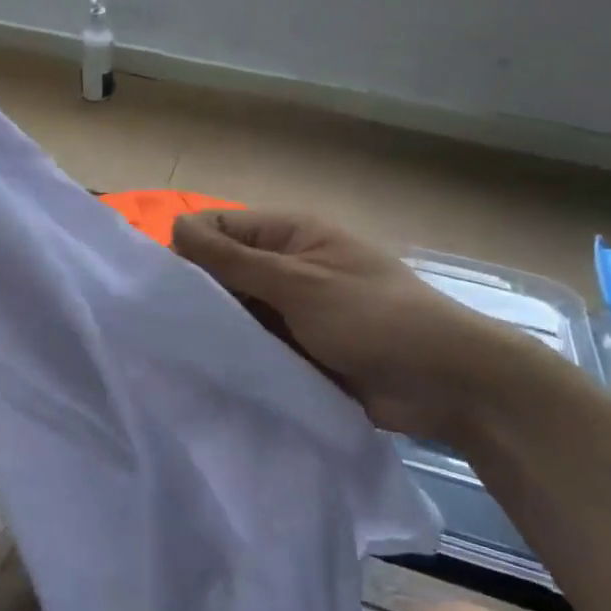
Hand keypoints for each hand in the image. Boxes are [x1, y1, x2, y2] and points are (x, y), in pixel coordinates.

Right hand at [171, 209, 551, 446]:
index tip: (163, 290)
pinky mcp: (298, 348)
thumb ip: (234, 259)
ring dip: (217, 329)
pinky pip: (256, 345)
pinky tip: (207, 374)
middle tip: (163, 330)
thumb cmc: (373, 316)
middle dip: (198, 295)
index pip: (217, 228)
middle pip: (222, 271)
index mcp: (289, 234)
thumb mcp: (299, 283)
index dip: (187, 251)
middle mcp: (285, 265)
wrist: (447, 382)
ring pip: (236, 312)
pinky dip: (238, 355)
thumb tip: (174, 229)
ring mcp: (292, 309)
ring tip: (177, 356)